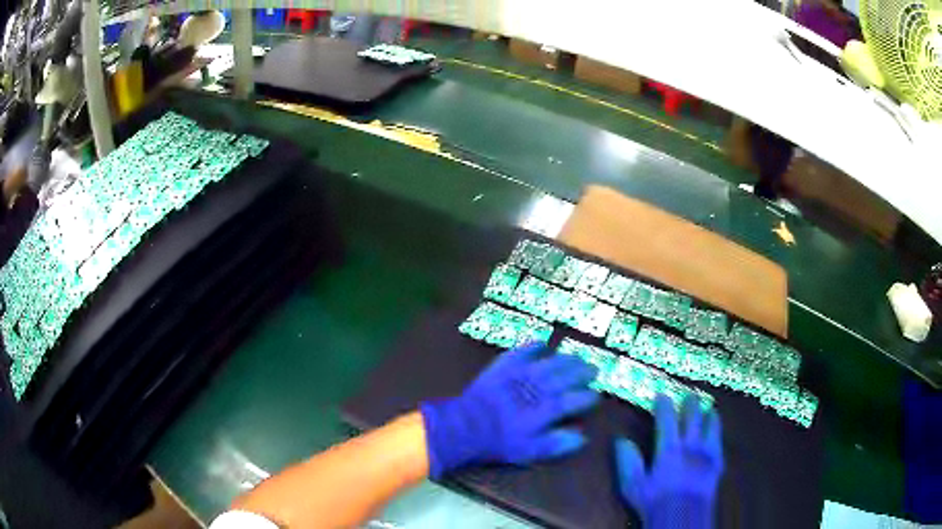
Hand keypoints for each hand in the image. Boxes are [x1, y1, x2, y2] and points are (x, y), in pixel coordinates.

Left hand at [420, 342, 599, 477]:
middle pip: (566, 377)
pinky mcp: (503, 367)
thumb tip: (582, 438)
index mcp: (546, 410)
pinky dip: (532, 347)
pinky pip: (521, 352)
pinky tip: (541, 343)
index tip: (595, 396)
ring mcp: (520, 375)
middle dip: (582, 372)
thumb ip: (555, 444)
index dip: (586, 398)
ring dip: (565, 360)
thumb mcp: (528, 451)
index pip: (573, 401)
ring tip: (576, 357)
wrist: (465, 425)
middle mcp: (538, 389)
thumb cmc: (498, 442)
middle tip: (593, 369)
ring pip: (549, 363)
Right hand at [616, 395, 723, 528]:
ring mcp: (707, 453)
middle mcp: (690, 445)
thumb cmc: (655, 502)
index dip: (664, 405)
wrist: (682, 517)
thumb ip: (628, 462)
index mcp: (669, 448)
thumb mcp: (633, 485)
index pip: (667, 419)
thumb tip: (621, 440)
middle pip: (693, 417)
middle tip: (689, 394)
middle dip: (690, 403)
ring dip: (709, 414)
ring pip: (711, 425)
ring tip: (709, 407)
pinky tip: (717, 431)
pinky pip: (720, 441)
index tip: (661, 394)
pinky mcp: (717, 463)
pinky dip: (718, 431)